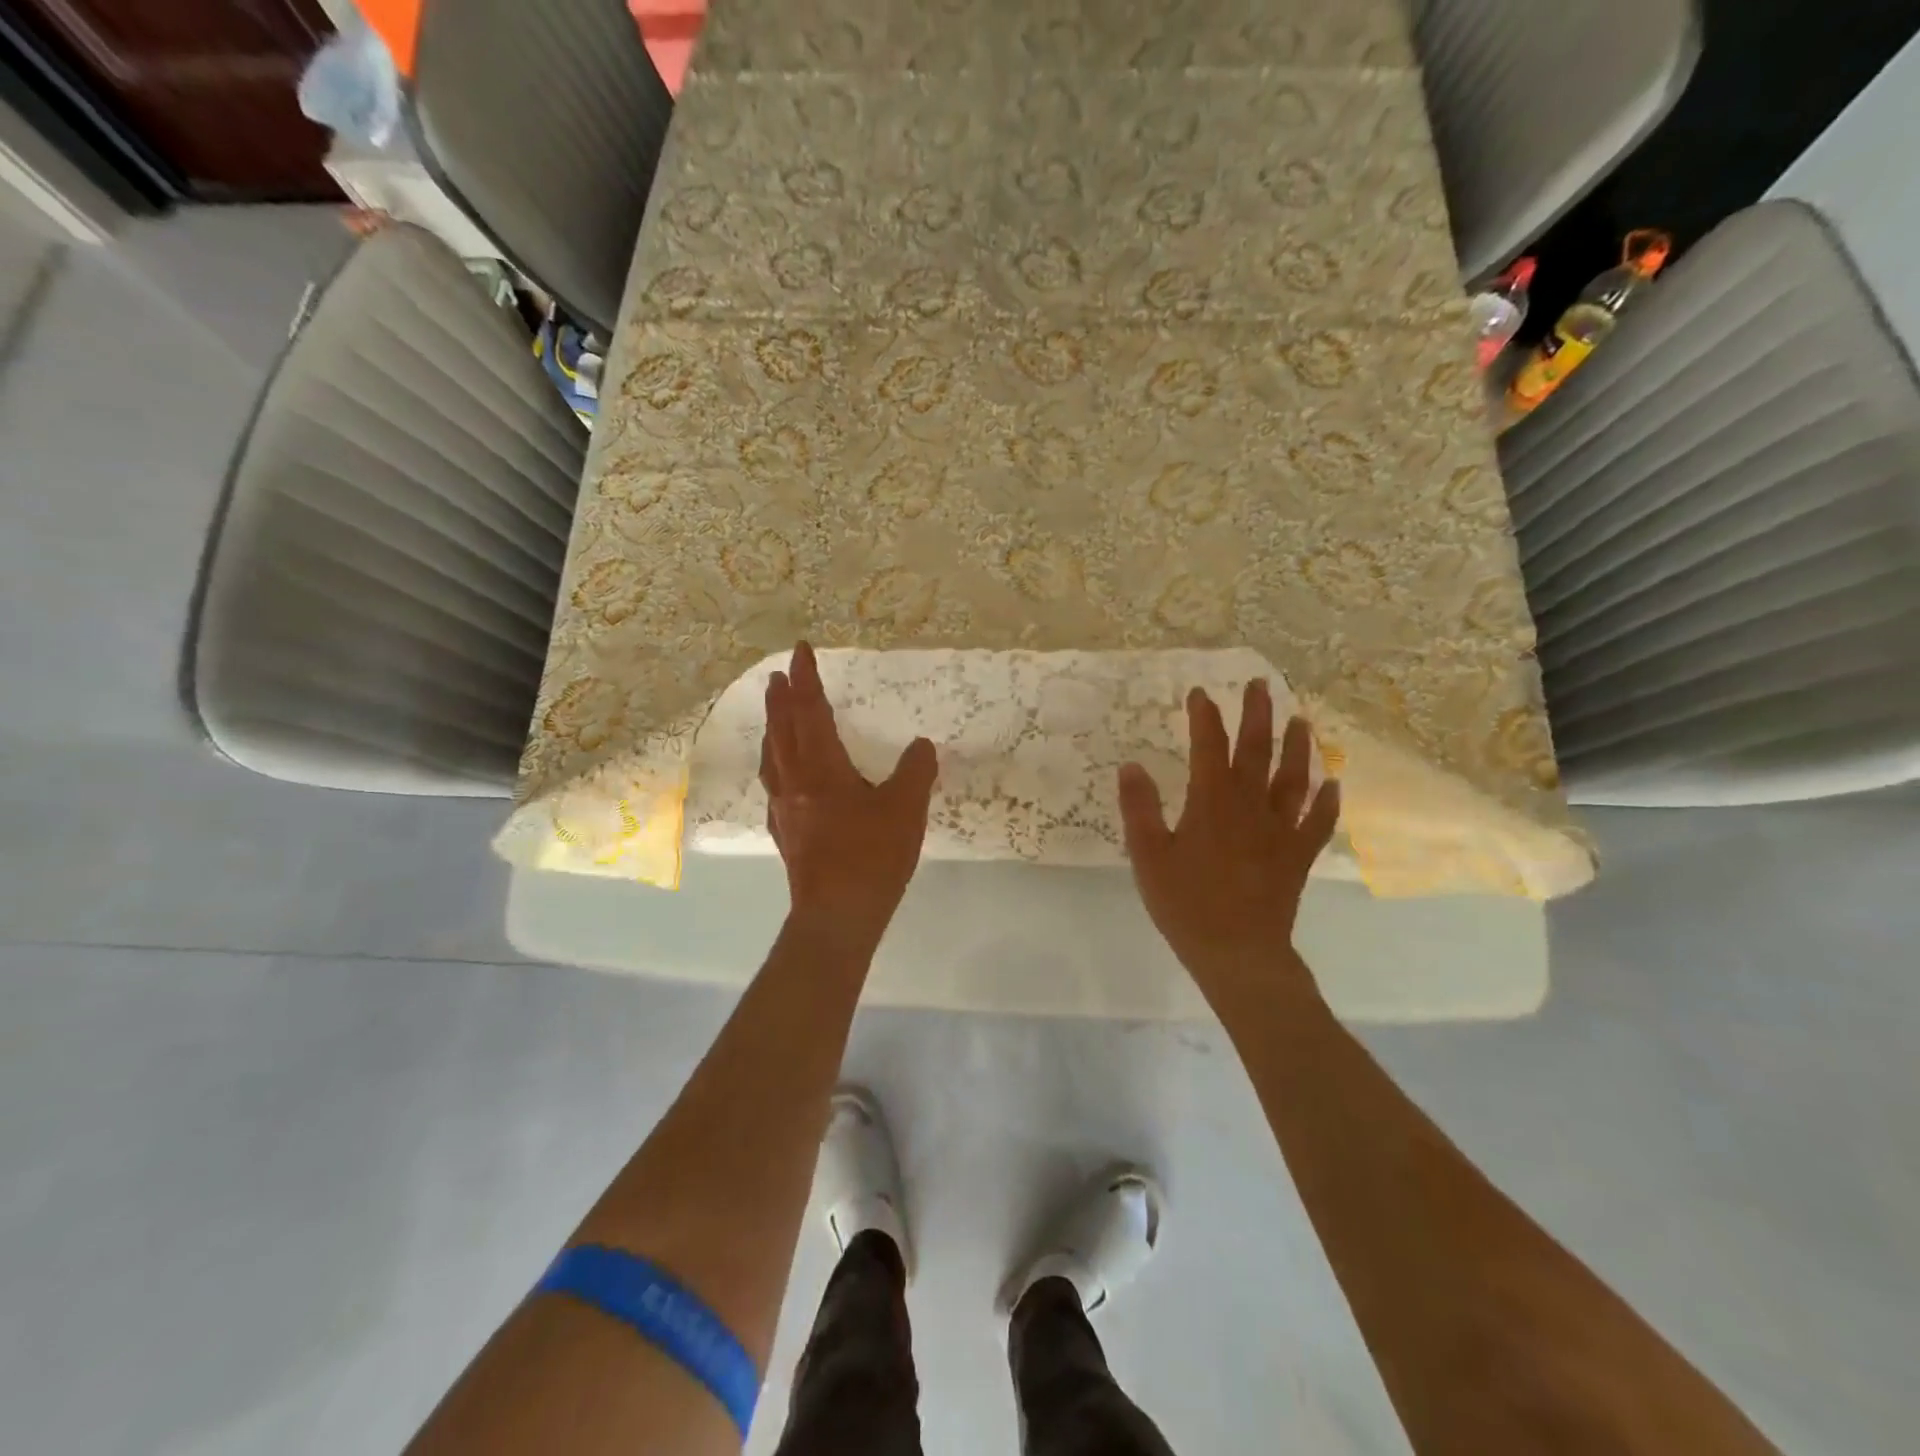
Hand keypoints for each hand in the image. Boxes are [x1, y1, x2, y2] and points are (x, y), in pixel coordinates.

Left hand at [760, 642, 937, 952]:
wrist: (837, 915)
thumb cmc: (872, 856)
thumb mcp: (906, 809)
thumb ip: (915, 772)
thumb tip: (921, 747)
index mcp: (822, 768)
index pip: (811, 711)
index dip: (807, 678)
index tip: (800, 650)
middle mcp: (794, 782)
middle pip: (782, 730)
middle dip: (781, 699)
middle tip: (778, 675)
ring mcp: (784, 809)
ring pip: (773, 757)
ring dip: (773, 729)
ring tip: (775, 716)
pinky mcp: (785, 832)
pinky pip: (774, 783)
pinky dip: (776, 763)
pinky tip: (784, 774)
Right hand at [1118, 681, 1339, 1001]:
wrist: (1237, 952)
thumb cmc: (1185, 903)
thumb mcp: (1147, 855)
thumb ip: (1139, 808)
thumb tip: (1131, 765)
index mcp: (1211, 802)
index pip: (1209, 746)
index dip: (1205, 716)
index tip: (1200, 693)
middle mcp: (1250, 806)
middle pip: (1257, 750)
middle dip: (1257, 714)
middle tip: (1260, 685)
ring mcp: (1280, 830)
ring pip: (1294, 778)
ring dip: (1298, 747)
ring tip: (1301, 721)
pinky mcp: (1298, 856)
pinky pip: (1318, 823)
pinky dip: (1328, 801)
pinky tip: (1334, 784)